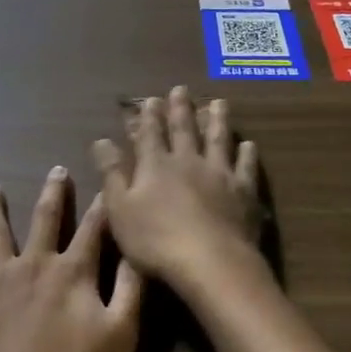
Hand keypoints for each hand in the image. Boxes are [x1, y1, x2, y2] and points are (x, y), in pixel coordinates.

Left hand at [0, 168, 142, 351]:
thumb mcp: (121, 334)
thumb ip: (131, 288)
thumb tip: (137, 248)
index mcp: (73, 271)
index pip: (94, 229)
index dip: (104, 206)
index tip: (108, 182)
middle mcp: (35, 264)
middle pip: (46, 219)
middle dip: (55, 193)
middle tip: (56, 168)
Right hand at [94, 87, 264, 292]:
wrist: (210, 262)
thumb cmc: (156, 240)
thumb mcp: (120, 209)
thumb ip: (112, 173)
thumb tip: (101, 141)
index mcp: (156, 165)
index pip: (150, 135)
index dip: (149, 117)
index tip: (151, 99)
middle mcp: (188, 161)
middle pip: (184, 130)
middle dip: (180, 109)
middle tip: (181, 89)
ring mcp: (219, 174)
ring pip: (218, 140)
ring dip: (217, 120)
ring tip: (219, 103)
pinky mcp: (243, 192)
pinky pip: (245, 167)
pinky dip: (247, 154)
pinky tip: (249, 145)